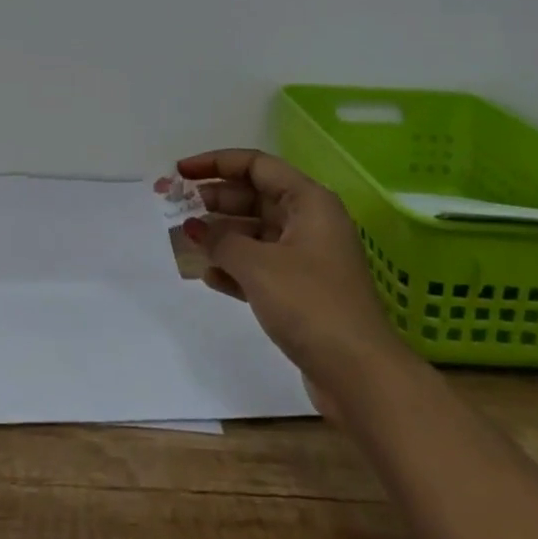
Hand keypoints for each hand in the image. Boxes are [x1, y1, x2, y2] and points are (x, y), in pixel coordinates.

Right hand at [177, 149, 400, 419]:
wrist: (360, 376)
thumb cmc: (310, 304)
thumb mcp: (257, 265)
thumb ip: (220, 240)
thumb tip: (195, 227)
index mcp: (309, 202)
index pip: (256, 165)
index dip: (215, 163)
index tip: (180, 172)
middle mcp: (310, 222)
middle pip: (254, 196)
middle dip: (215, 200)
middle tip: (177, 207)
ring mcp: (307, 258)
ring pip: (255, 232)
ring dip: (221, 235)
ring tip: (186, 240)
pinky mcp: (302, 291)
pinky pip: (261, 266)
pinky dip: (235, 266)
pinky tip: (209, 276)